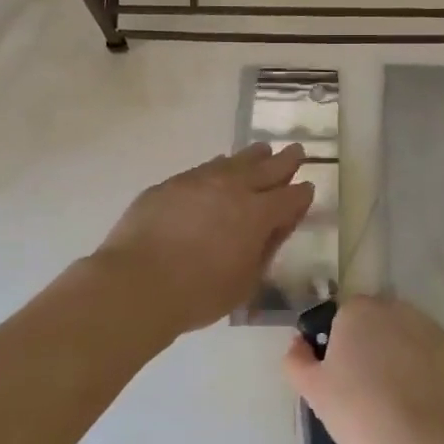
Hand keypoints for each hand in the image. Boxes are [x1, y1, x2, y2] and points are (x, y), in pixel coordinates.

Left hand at [92, 143, 314, 336]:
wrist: (136, 283)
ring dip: (253, 156)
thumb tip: (277, 227)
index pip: (290, 197)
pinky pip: (204, 168)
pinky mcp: (171, 183)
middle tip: (297, 149)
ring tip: (262, 150)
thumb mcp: (246, 281)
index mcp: (258, 214)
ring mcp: (200, 180)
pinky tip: (219, 168)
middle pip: (268, 167)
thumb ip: (266, 249)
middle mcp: (233, 188)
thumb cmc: (198, 293)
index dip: (302, 194)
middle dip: (286, 159)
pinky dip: (219, 167)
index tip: (307, 188)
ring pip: (234, 160)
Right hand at [282, 296, 443, 443]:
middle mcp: (396, 308)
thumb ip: (297, 360)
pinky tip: (423, 403)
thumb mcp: (312, 390)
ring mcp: (432, 328)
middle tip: (366, 388)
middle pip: (379, 322)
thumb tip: (298, 344)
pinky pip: (435, 357)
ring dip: (402, 355)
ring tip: (397, 399)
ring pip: (409, 337)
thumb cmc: (357, 412)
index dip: (341, 344)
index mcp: (357, 310)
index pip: (344, 317)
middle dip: (373, 345)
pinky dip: (429, 373)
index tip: (340, 375)